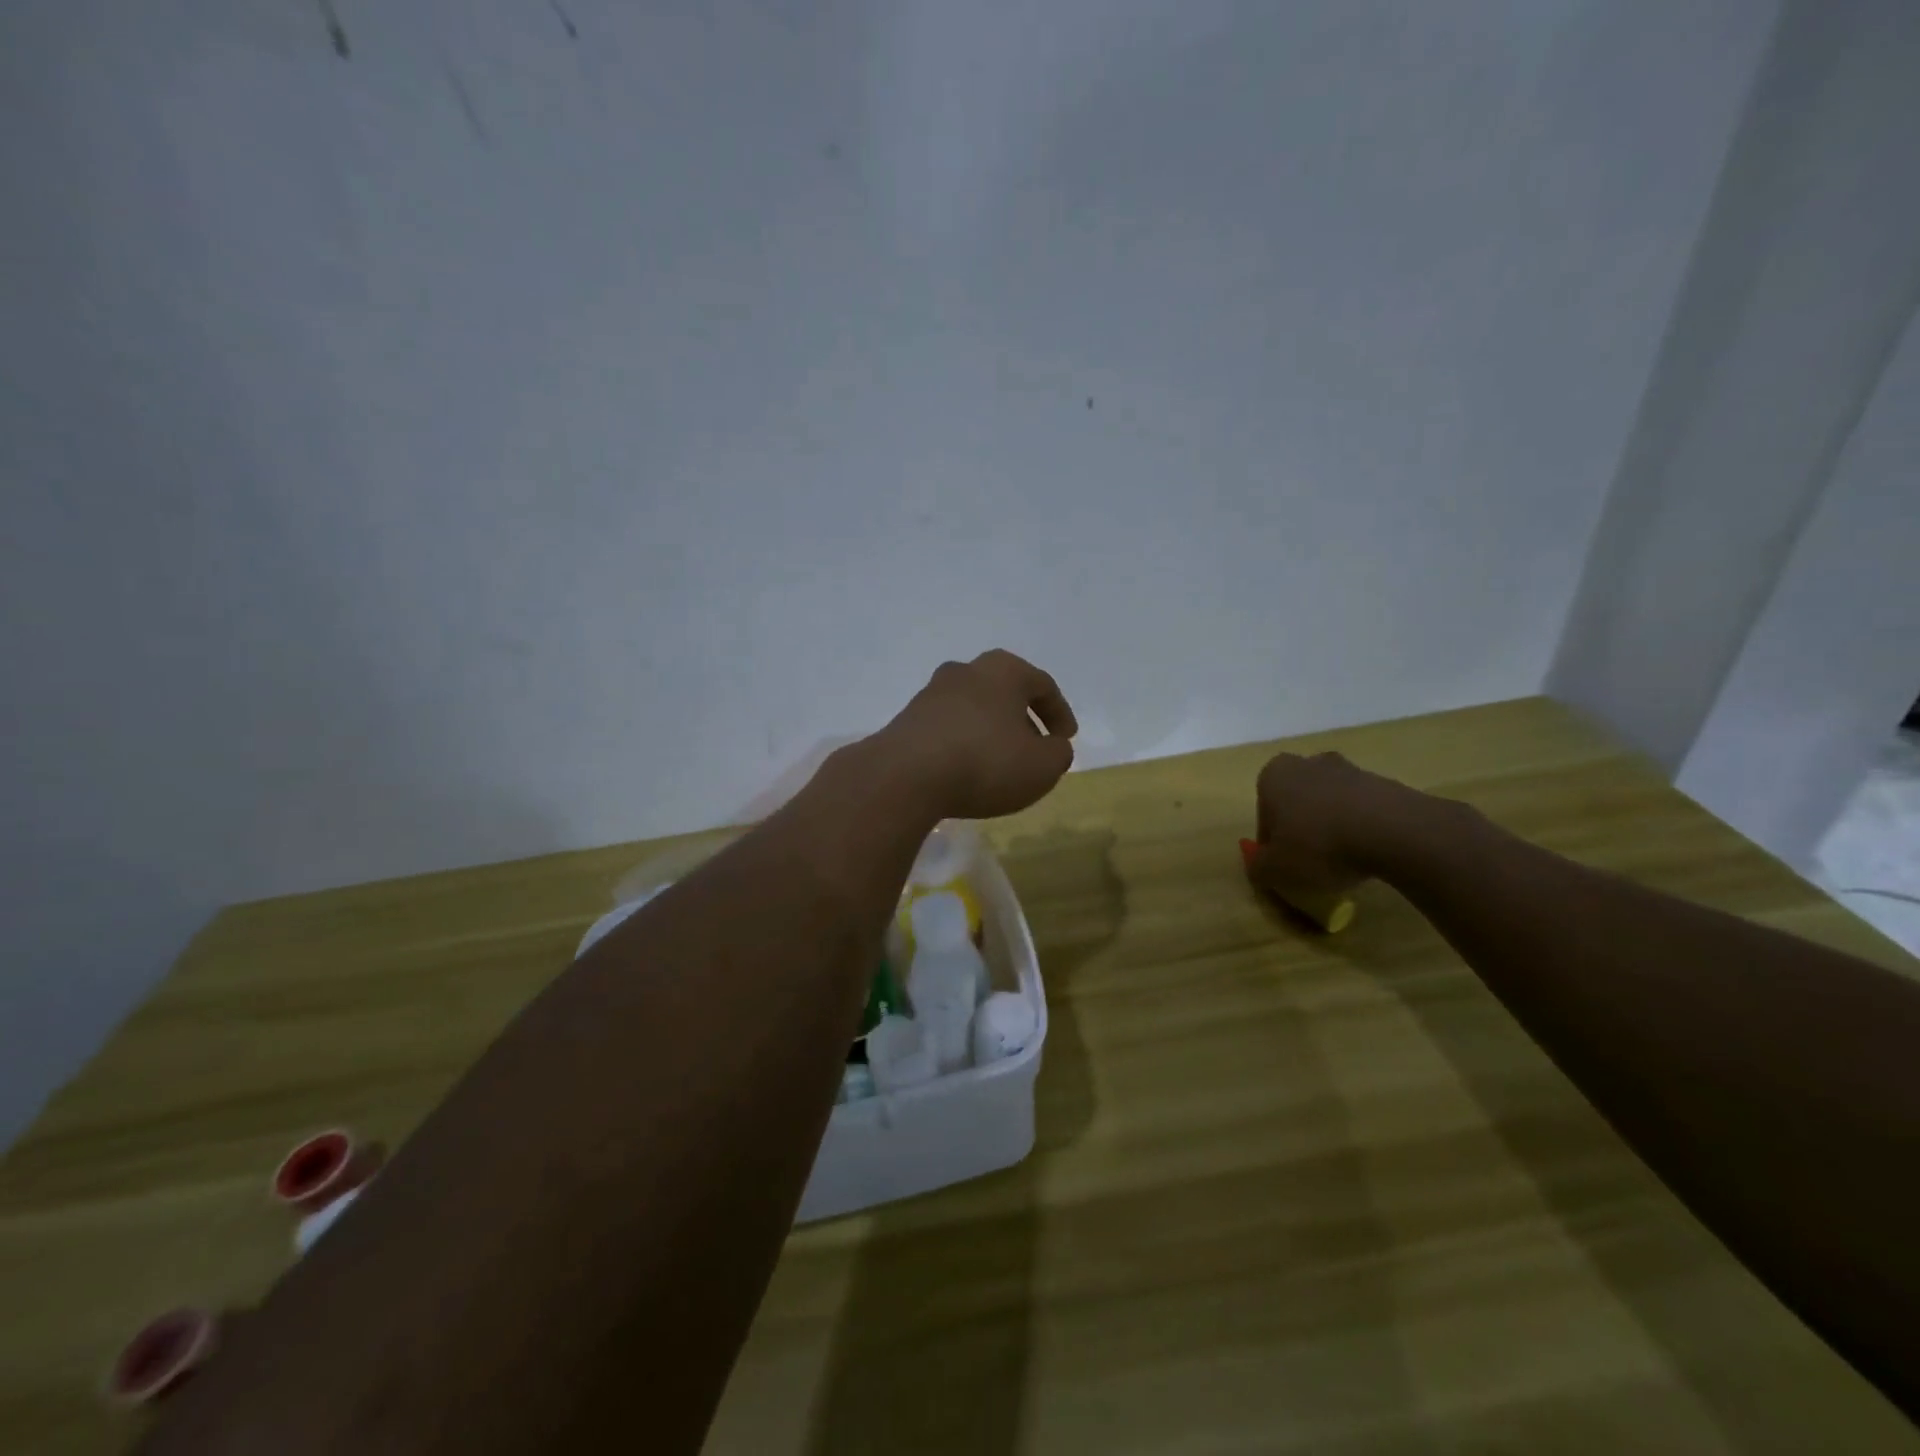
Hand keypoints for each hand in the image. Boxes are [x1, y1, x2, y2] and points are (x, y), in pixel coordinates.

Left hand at [875, 651, 1077, 818]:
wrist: (905, 776)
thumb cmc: (986, 762)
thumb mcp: (1043, 766)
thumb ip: (1058, 753)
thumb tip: (1052, 747)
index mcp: (1003, 670)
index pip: (1042, 685)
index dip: (1060, 713)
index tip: (1066, 739)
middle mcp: (965, 671)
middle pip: (1004, 691)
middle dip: (1022, 718)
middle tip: (1034, 748)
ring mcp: (931, 694)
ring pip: (973, 708)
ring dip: (991, 731)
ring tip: (1000, 763)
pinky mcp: (907, 720)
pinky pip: (947, 728)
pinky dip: (963, 744)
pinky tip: (966, 770)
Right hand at [1249, 751, 1416, 897]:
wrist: (1392, 832)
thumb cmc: (1318, 845)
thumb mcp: (1275, 870)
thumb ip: (1258, 867)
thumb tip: (1258, 865)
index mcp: (1273, 776)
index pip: (1264, 814)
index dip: (1272, 843)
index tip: (1285, 865)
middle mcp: (1307, 763)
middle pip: (1298, 802)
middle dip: (1302, 827)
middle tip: (1312, 861)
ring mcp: (1348, 769)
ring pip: (1330, 804)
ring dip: (1332, 827)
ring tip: (1344, 860)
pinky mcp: (1383, 782)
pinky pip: (1362, 809)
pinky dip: (1361, 828)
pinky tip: (1369, 852)